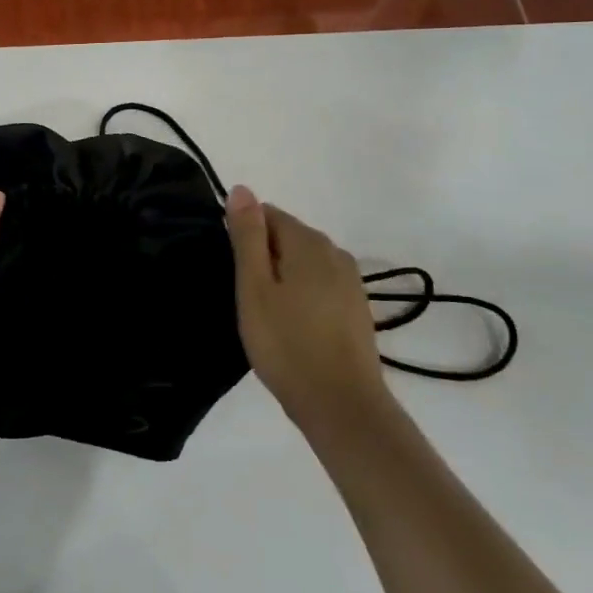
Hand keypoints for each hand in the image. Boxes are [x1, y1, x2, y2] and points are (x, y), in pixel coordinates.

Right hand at [226, 185, 388, 417]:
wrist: (341, 404)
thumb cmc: (286, 343)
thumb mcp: (254, 287)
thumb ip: (247, 236)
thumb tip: (241, 188)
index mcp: (308, 241)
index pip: (267, 214)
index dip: (244, 238)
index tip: (235, 273)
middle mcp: (335, 251)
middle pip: (288, 236)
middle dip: (264, 257)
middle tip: (247, 298)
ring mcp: (351, 281)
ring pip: (304, 263)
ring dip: (283, 278)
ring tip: (267, 316)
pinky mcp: (357, 307)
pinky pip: (320, 285)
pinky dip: (303, 295)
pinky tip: (293, 327)